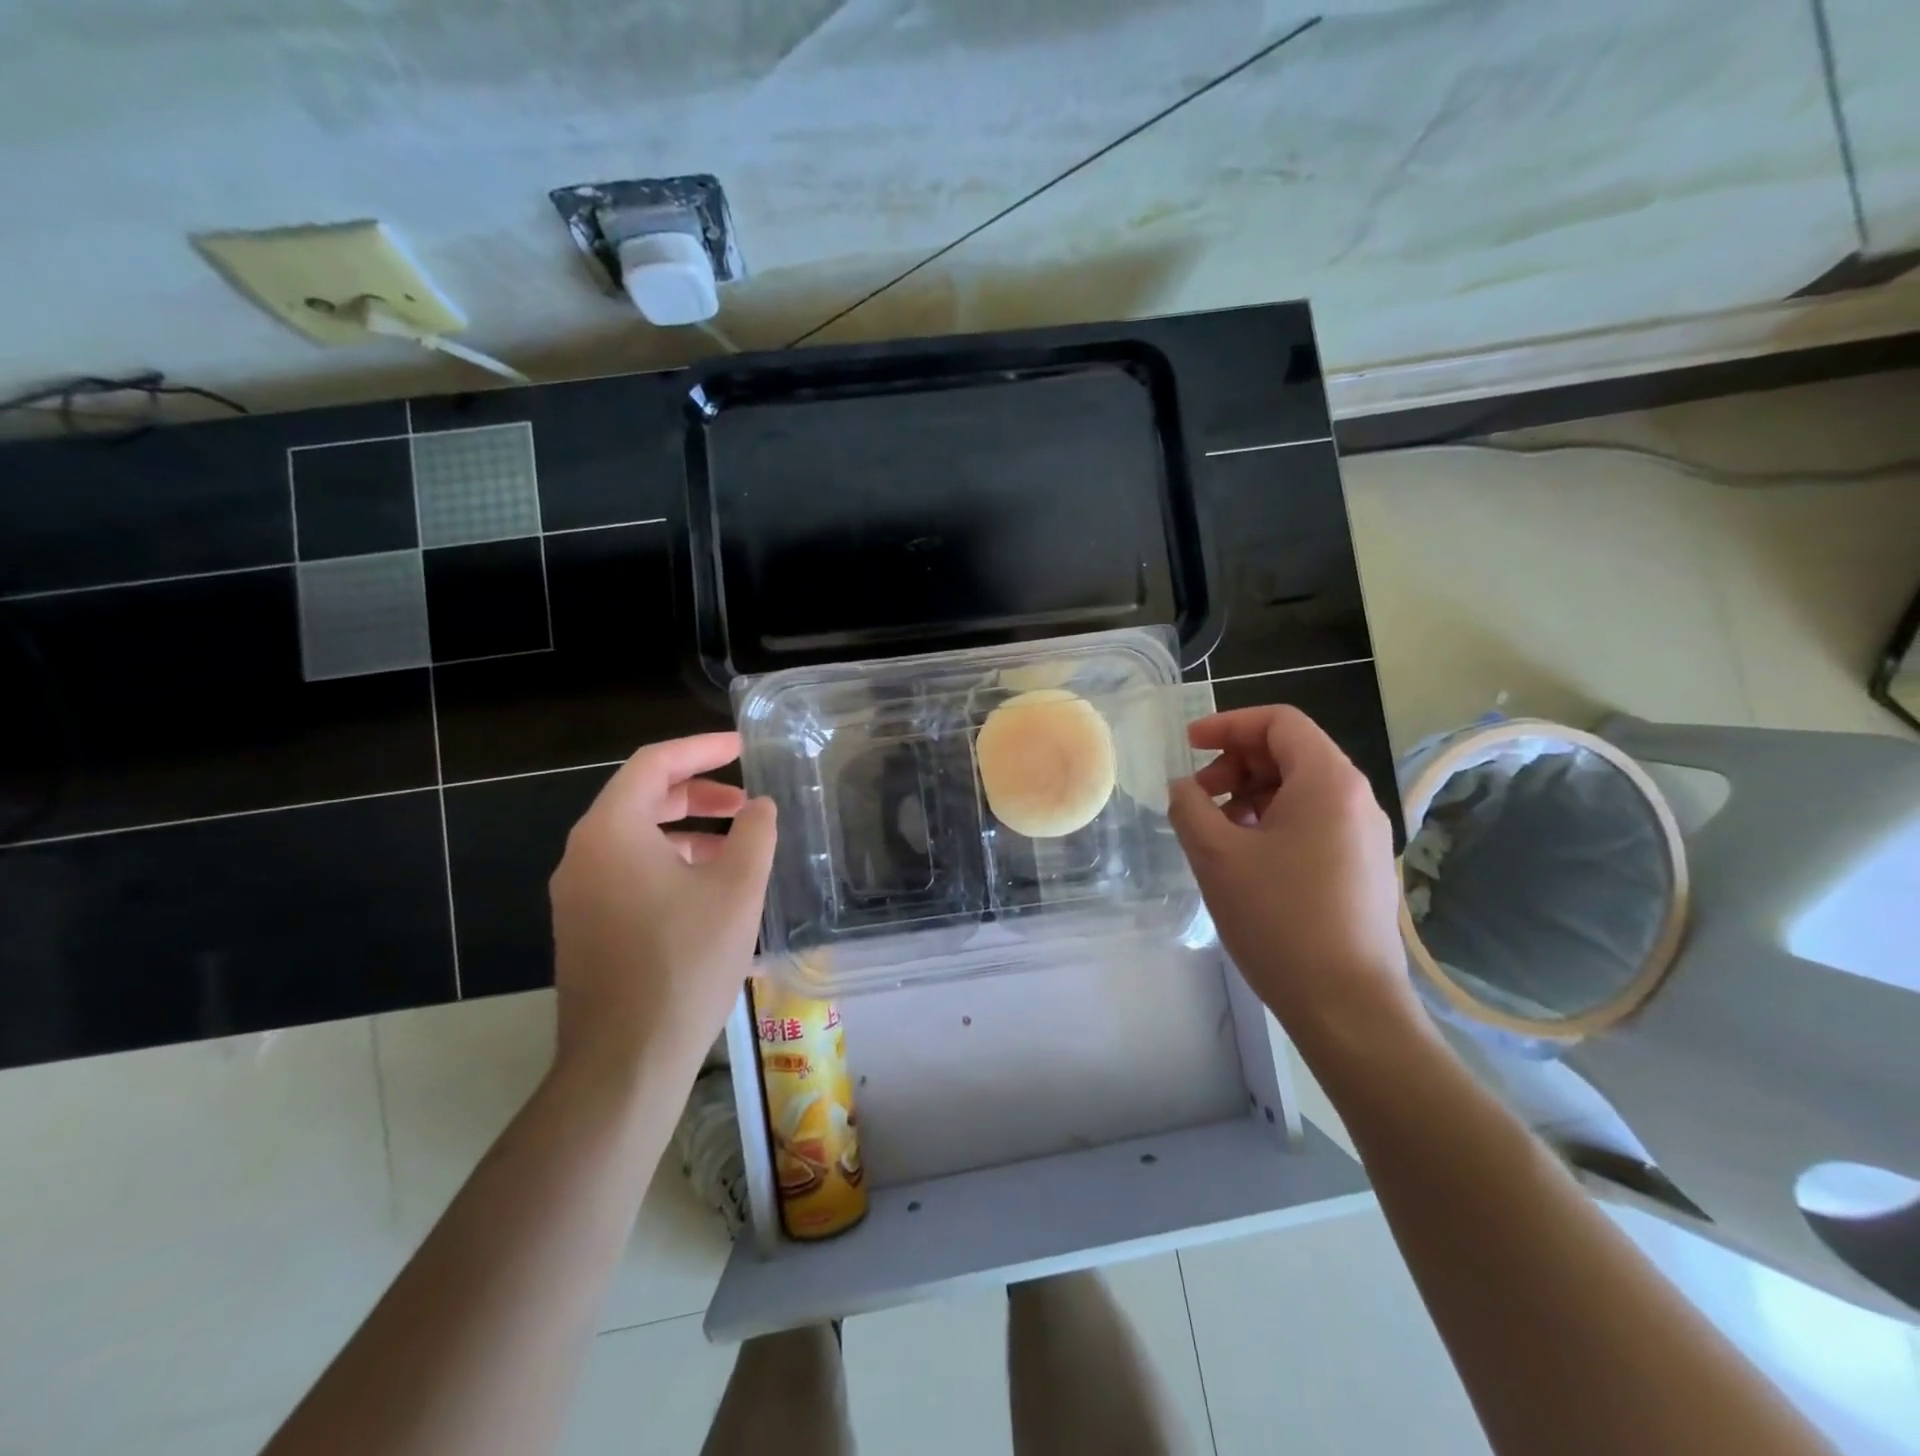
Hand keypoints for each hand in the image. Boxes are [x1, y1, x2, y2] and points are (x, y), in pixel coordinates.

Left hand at [548, 733, 776, 1086]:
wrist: (624, 1062)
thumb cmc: (684, 963)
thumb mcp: (736, 890)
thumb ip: (755, 834)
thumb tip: (760, 807)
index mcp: (611, 831)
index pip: (654, 763)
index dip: (702, 748)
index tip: (743, 747)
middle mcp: (583, 854)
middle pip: (641, 798)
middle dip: (698, 793)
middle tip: (745, 803)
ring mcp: (577, 894)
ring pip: (635, 839)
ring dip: (686, 832)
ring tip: (736, 848)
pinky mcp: (584, 927)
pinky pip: (627, 873)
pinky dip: (669, 864)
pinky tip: (708, 891)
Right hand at [1167, 706, 1422, 1053]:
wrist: (1347, 1005)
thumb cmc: (1279, 919)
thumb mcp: (1217, 855)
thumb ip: (1189, 807)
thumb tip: (1184, 788)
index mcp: (1328, 781)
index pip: (1279, 722)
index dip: (1227, 724)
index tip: (1189, 745)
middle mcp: (1356, 798)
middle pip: (1290, 753)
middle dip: (1235, 764)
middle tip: (1198, 798)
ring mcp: (1365, 835)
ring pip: (1300, 790)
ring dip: (1250, 796)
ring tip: (1216, 832)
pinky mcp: (1362, 867)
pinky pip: (1312, 822)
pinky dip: (1272, 822)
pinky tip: (1245, 859)